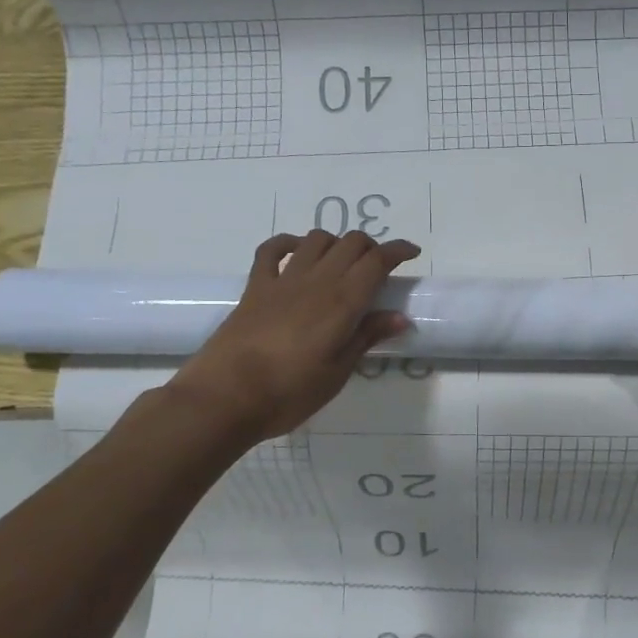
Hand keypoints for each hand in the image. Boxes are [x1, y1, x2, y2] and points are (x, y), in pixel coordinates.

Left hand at [166, 231, 420, 443]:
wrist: (226, 397)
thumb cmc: (290, 392)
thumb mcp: (338, 371)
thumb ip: (367, 337)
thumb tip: (400, 317)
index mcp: (343, 302)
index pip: (377, 261)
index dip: (398, 250)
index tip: (411, 253)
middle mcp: (317, 281)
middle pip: (350, 243)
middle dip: (371, 247)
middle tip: (378, 267)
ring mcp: (283, 280)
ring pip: (316, 240)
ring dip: (335, 243)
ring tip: (342, 263)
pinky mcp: (255, 287)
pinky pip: (272, 250)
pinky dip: (289, 243)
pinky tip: (297, 252)